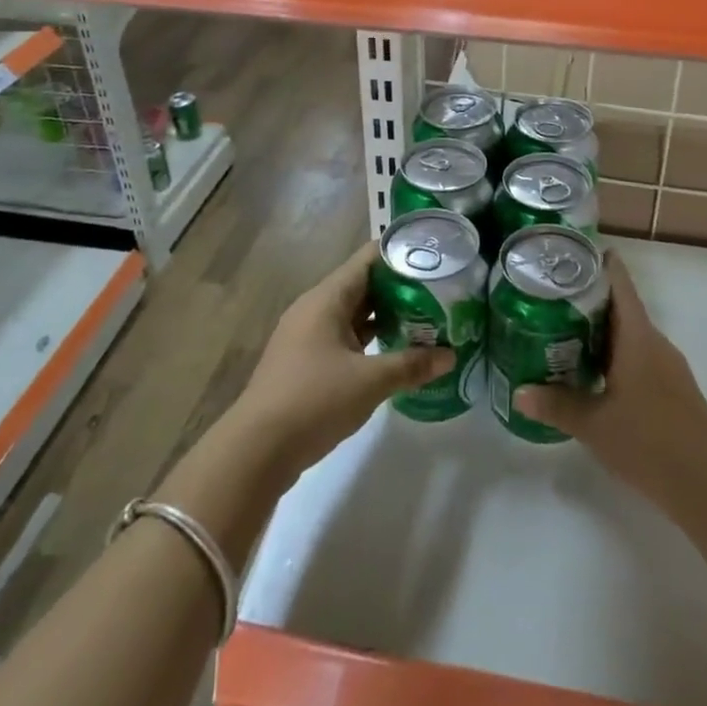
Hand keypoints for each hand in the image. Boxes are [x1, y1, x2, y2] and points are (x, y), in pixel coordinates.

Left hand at [230, 241, 453, 479]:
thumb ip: (412, 365)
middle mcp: (316, 308)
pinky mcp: (306, 362)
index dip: (402, 254)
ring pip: (355, 314)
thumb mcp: (370, 382)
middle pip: (364, 285)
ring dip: (387, 316)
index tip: (435, 258)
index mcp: (327, 298)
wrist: (256, 451)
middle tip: (441, 292)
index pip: (369, 258)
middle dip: (401, 288)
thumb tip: (451, 356)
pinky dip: (371, 340)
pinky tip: (396, 352)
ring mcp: (308, 336)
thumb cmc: (314, 401)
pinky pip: (346, 338)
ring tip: (427, 320)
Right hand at [515, 252, 706, 511]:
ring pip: (628, 334)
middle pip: (620, 307)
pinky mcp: (671, 389)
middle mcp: (654, 342)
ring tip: (560, 332)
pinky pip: (637, 356)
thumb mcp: (593, 424)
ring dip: (598, 330)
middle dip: (586, 299)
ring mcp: (667, 366)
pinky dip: (613, 355)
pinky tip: (591, 374)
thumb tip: (518, 393)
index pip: (619, 283)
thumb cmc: (648, 442)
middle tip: (547, 296)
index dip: (598, 263)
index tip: (569, 253)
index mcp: (637, 336)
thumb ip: (556, 406)